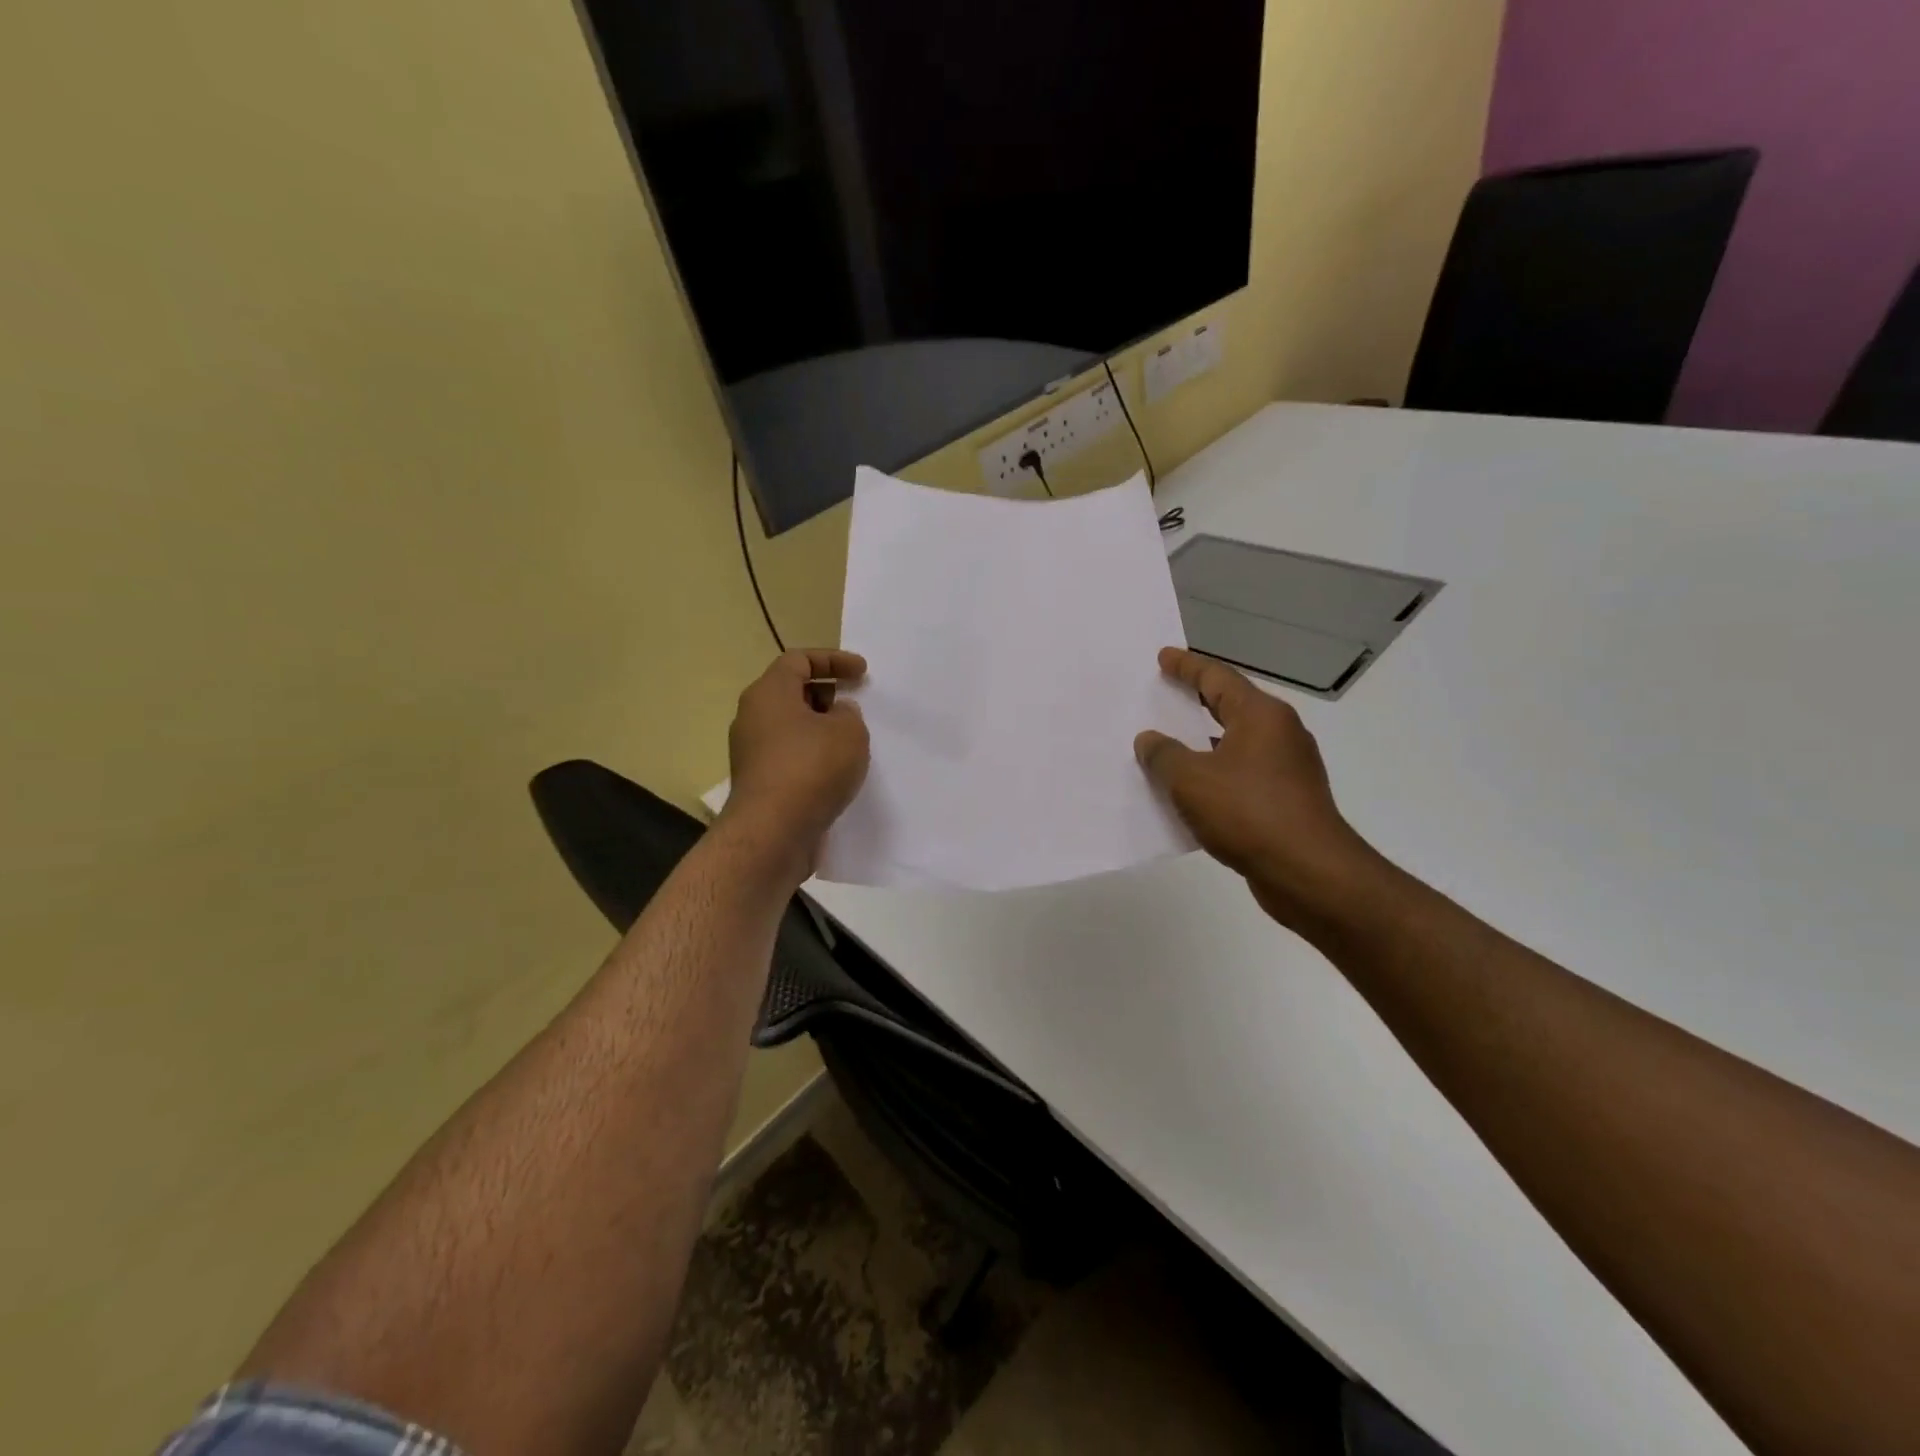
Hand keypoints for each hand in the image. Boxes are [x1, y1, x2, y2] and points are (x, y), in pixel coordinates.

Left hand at [718, 649, 870, 885]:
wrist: (773, 833)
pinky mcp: (759, 782)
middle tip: (856, 707)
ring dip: (822, 729)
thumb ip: (849, 714)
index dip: (833, 659)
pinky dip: (813, 756)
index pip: (798, 660)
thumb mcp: (849, 732)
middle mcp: (753, 717)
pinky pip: (790, 756)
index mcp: (769, 693)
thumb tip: (836, 715)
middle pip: (792, 692)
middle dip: (827, 695)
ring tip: (852, 742)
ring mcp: (752, 752)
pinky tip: (837, 772)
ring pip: (791, 727)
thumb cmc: (811, 769)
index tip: (862, 673)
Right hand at [1135, 648, 1376, 929]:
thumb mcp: (1191, 780)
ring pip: (1234, 744)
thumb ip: (1164, 755)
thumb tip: (1150, 740)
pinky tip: (1188, 793)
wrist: (1309, 873)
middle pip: (1230, 707)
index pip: (1218, 678)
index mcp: (1261, 716)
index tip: (1164, 657)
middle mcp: (1279, 734)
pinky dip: (1214, 776)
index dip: (1187, 666)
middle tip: (1162, 696)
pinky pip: (1241, 776)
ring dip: (1201, 744)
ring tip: (1165, 748)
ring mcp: (1287, 769)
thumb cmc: (1249, 813)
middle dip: (1194, 702)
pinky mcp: (1286, 800)